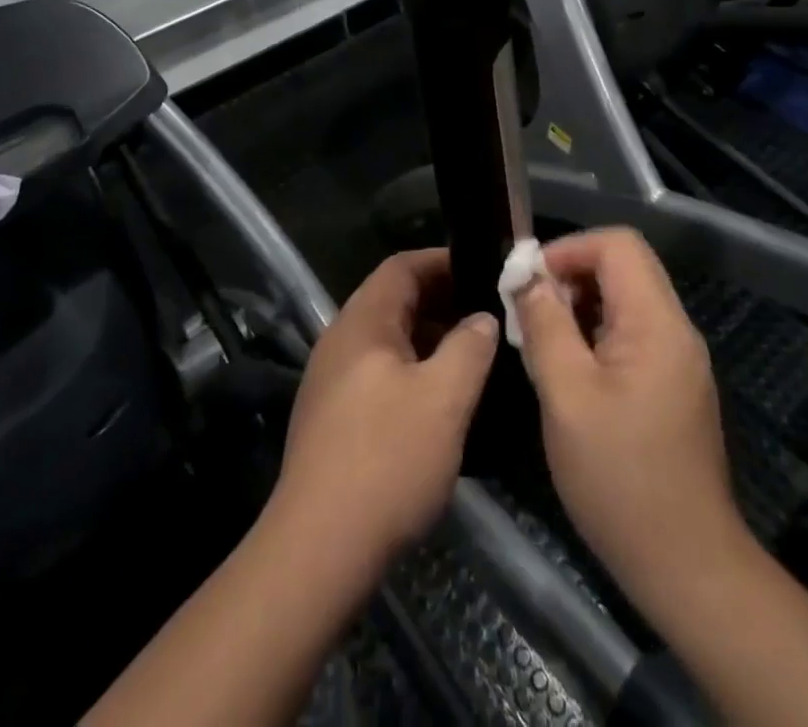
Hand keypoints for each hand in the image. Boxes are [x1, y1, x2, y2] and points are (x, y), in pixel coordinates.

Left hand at [271, 248, 499, 579]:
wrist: (319, 547)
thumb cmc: (387, 459)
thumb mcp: (444, 399)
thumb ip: (469, 348)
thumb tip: (482, 319)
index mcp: (362, 322)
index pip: (401, 266)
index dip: (442, 261)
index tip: (483, 271)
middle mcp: (340, 340)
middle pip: (394, 302)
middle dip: (442, 303)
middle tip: (488, 318)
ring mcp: (331, 380)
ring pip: (388, 341)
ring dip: (429, 341)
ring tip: (473, 360)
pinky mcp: (332, 418)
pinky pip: (379, 374)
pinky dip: (412, 372)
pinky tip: (440, 404)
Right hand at [511, 229, 750, 616]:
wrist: (685, 566)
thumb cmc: (619, 478)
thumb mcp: (566, 396)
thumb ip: (545, 326)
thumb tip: (527, 277)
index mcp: (656, 323)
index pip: (617, 244)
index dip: (568, 249)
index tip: (529, 282)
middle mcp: (675, 330)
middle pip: (622, 267)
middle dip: (569, 276)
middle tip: (529, 313)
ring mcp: (677, 359)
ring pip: (624, 299)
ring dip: (578, 306)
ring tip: (542, 341)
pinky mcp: (672, 385)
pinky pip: (629, 333)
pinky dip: (593, 333)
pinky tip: (568, 370)